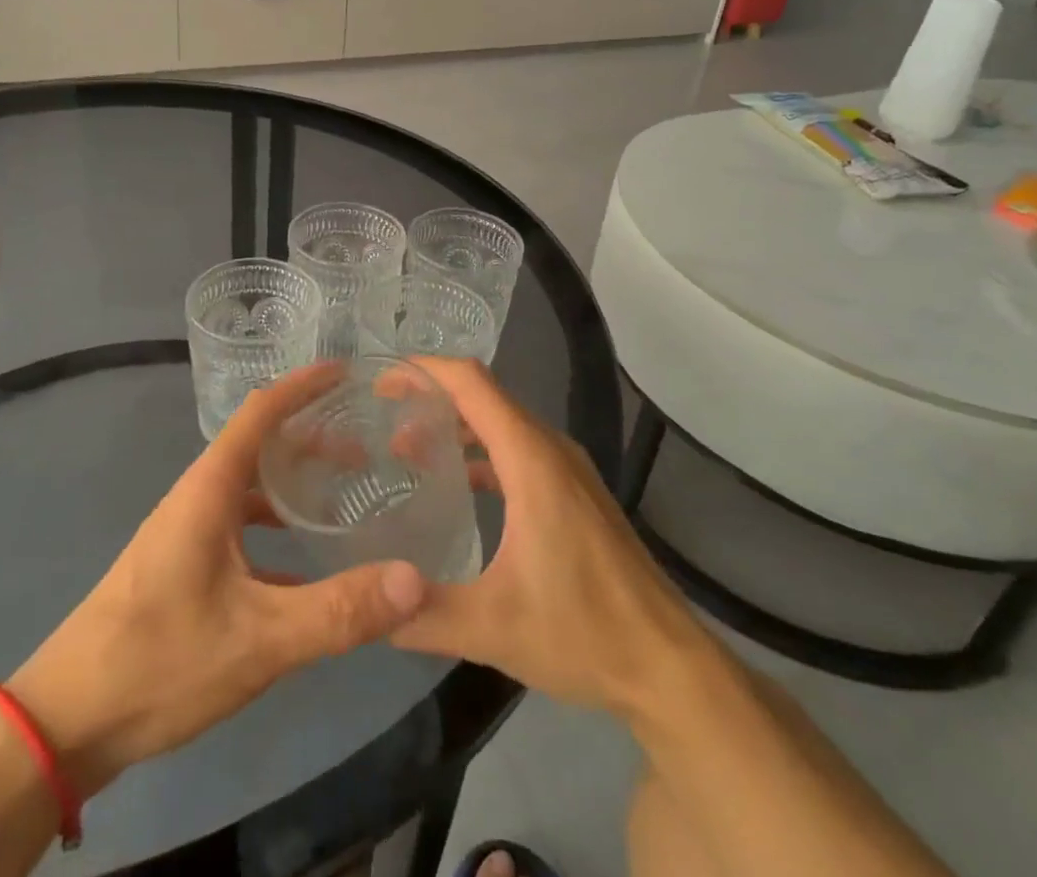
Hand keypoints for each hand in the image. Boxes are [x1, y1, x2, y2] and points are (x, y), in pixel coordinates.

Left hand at [5, 365, 427, 799]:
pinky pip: (240, 528)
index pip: (261, 411)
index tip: (347, 372)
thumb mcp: (260, 638)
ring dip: (293, 484)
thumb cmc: (160, 660)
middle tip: (366, 447)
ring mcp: (186, 534)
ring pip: (250, 489)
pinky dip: (275, 528)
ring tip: (343, 496)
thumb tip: (414, 579)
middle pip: (260, 445)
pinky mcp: (182, 568)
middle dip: (311, 437)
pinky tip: (306, 565)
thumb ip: (338, 611)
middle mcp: (198, 498)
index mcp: (210, 488)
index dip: (303, 385)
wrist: (65, 723)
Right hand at [390, 359, 708, 719]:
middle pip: (484, 397)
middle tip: (381, 421)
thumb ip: (422, 613)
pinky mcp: (576, 494)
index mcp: (531, 459)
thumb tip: (369, 604)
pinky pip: (519, 451)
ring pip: (502, 424)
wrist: (668, 666)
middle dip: (431, 398)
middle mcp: (550, 449)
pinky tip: (457, 488)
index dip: (424, 370)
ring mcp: (568, 470)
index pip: (471, 383)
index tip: (381, 382)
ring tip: (407, 451)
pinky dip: (482, 454)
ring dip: (456, 427)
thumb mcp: (492, 628)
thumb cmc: (584, 632)